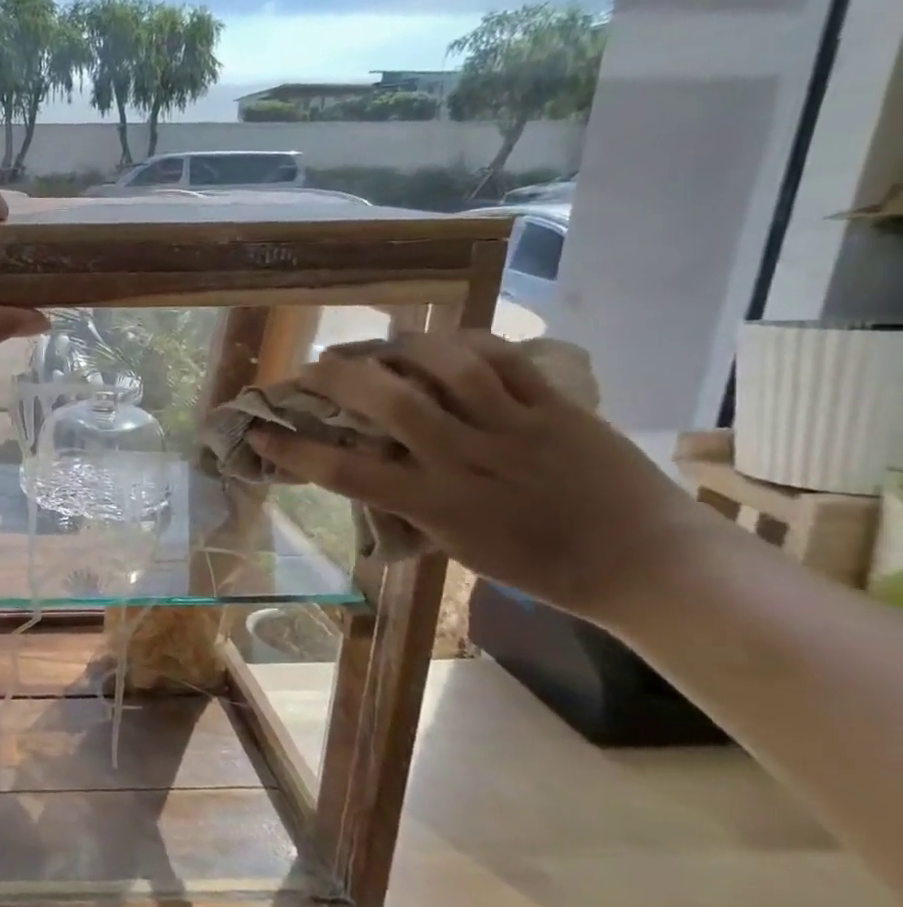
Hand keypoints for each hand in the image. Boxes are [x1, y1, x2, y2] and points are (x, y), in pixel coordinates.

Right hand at [251, 331, 721, 622]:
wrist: (647, 563)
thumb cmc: (540, 564)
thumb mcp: (456, 543)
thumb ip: (410, 500)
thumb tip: (368, 463)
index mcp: (437, 503)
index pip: (346, 472)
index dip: (294, 450)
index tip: (259, 433)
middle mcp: (466, 458)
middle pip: (389, 400)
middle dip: (338, 376)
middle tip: (313, 367)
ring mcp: (515, 427)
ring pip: (445, 366)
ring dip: (398, 347)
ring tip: (376, 345)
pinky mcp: (556, 406)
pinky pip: (503, 359)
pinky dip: (463, 342)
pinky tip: (440, 341)